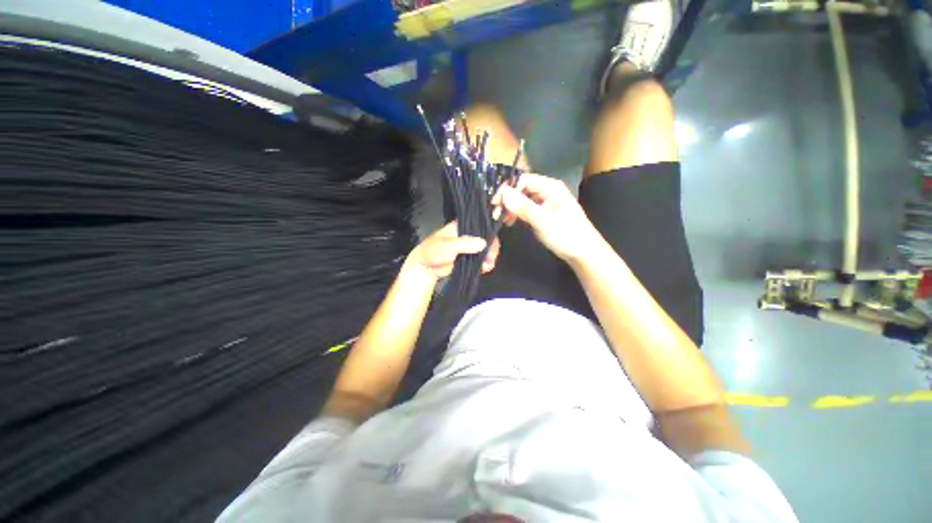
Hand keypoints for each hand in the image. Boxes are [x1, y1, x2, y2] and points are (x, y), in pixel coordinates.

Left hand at [406, 221, 499, 281]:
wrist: (426, 268)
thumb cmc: (434, 251)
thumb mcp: (448, 246)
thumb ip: (465, 244)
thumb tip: (484, 243)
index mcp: (462, 226)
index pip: (481, 224)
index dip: (490, 231)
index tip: (493, 242)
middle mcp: (469, 234)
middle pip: (487, 237)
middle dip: (491, 248)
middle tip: (490, 258)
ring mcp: (470, 247)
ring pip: (486, 249)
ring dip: (490, 257)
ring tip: (487, 266)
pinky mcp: (470, 258)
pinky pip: (482, 259)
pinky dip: (486, 264)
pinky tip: (485, 269)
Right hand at [493, 173, 602, 262]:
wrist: (583, 254)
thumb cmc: (567, 236)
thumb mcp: (544, 222)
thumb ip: (524, 208)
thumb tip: (504, 193)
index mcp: (551, 187)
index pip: (523, 180)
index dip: (507, 189)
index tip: (494, 203)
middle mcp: (547, 191)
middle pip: (521, 189)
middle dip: (507, 200)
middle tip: (495, 214)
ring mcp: (544, 202)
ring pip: (521, 199)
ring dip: (510, 208)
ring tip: (501, 220)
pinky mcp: (542, 213)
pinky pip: (525, 209)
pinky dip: (516, 214)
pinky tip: (510, 222)